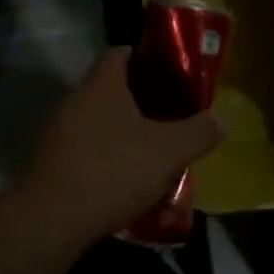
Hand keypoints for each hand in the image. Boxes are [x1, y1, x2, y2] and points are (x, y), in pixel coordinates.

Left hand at [18, 48, 225, 246]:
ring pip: (99, 122)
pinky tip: (128, 181)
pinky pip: (87, 150)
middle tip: (172, 117)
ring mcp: (59, 133)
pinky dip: (108, 158)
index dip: (146, 57)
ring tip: (155, 152)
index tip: (172, 74)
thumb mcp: (168, 151)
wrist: (51, 221)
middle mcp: (75, 101)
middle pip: (111, 89)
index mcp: (102, 85)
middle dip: (142, 101)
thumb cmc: (113, 171)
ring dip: (125, 133)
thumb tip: (222, 118)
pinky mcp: (52, 164)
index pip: (120, 53)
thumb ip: (198, 131)